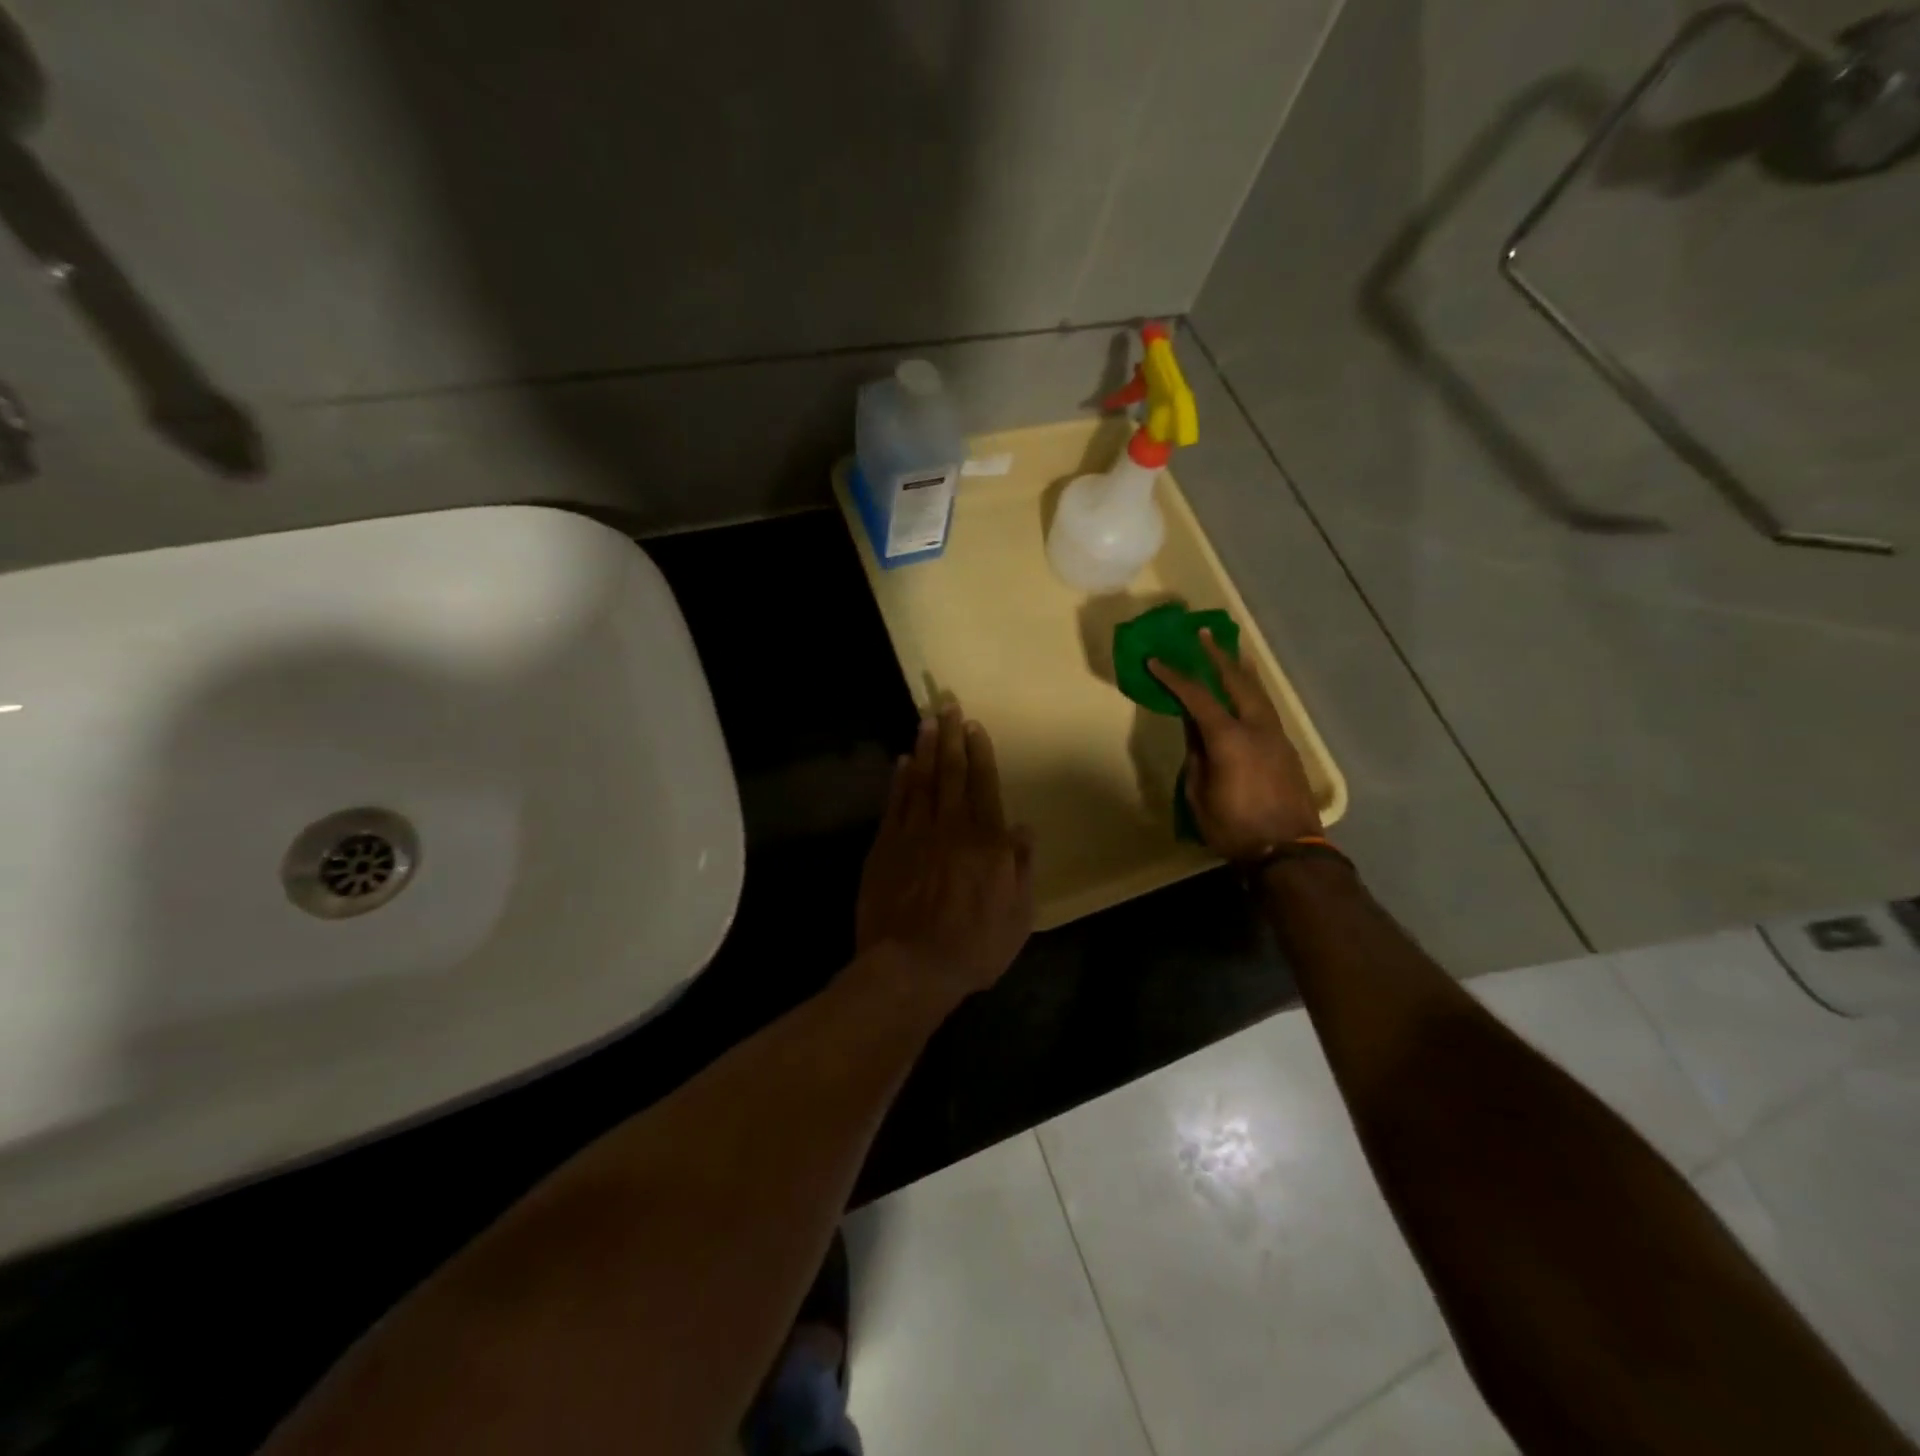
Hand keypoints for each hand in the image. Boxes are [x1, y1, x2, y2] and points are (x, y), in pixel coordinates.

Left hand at [856, 708, 1034, 1005]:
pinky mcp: (885, 847)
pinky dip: (899, 780)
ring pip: (921, 780)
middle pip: (951, 772)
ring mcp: (914, 834)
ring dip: (924, 748)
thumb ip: (1021, 867)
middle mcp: (951, 827)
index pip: (984, 785)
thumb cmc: (973, 947)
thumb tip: (1023, 827)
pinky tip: (901, 762)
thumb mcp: (1018, 915)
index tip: (974, 726)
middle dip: (951, 736)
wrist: (910, 967)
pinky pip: (895, 804)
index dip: (980, 752)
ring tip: (926, 720)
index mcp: (986, 842)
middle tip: (948, 704)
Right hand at [1149, 630, 1321, 861]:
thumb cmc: (1234, 827)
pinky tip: (1247, 691)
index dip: (1174, 677)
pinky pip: (1266, 708)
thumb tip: (1193, 728)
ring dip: (1241, 669)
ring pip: (1258, 692)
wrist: (1289, 851)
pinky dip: (1253, 690)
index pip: (1196, 697)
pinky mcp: (1287, 748)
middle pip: (1237, 681)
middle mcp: (1256, 728)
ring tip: (1232, 651)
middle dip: (1217, 656)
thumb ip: (1196, 755)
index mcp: (1229, 738)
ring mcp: (1276, 736)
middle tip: (1203, 634)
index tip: (1156, 660)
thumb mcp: (1199, 793)